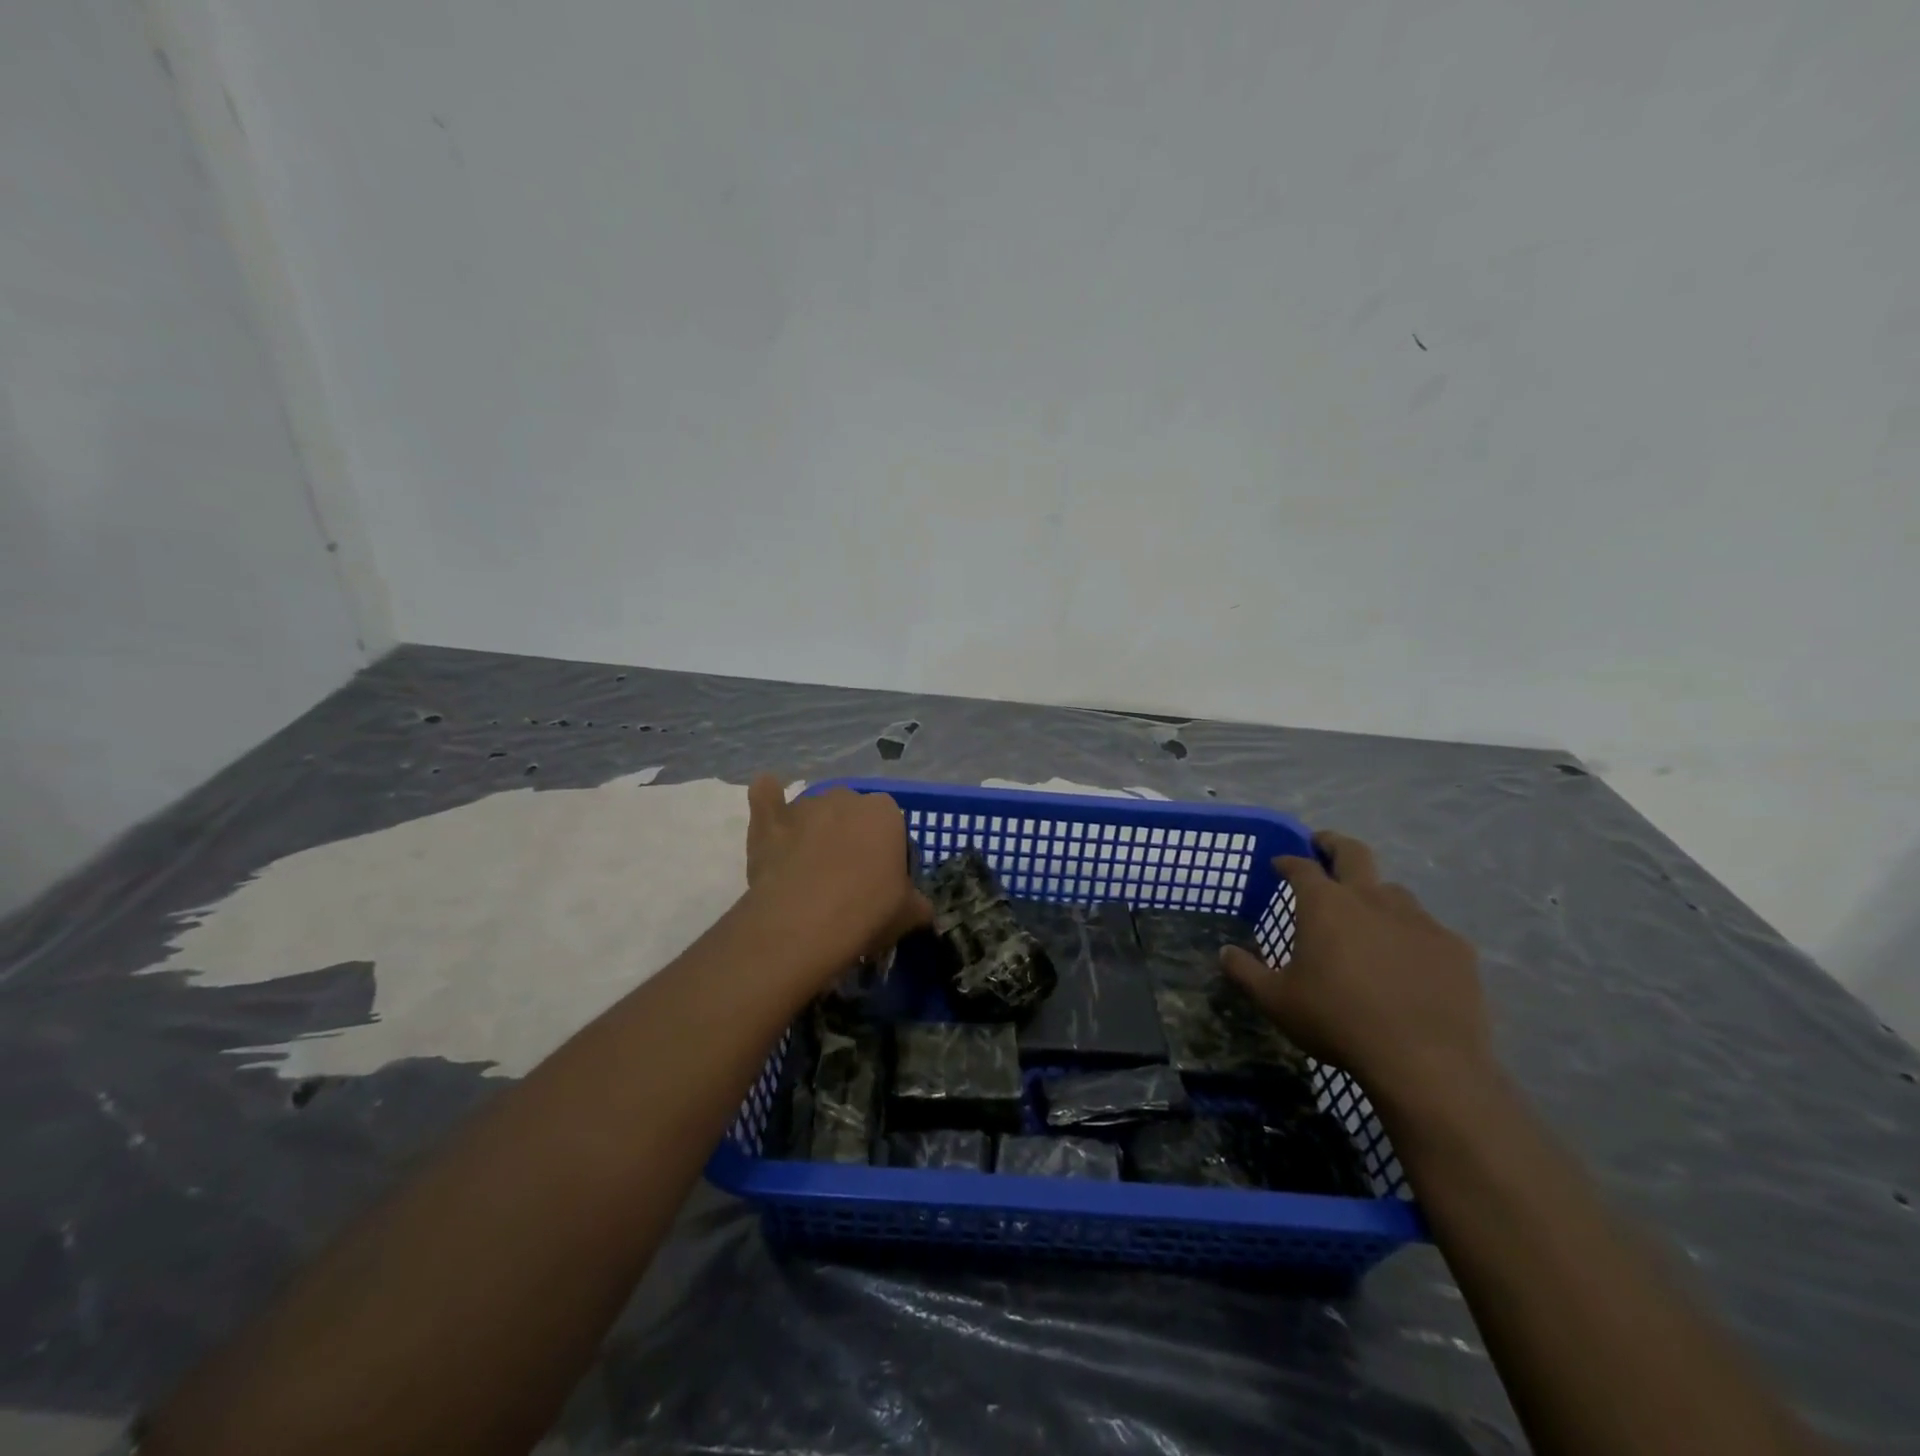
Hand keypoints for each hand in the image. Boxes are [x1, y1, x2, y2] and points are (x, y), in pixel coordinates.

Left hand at [744, 774, 931, 979]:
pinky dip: (769, 799)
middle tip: (850, 881)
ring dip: (817, 830)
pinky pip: (767, 797)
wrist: (802, 925)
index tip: (885, 885)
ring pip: (815, 812)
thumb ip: (918, 903)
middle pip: (854, 816)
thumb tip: (920, 908)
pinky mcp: (769, 820)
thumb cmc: (866, 913)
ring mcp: (804, 806)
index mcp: (886, 812)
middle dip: (854, 839)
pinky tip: (768, 799)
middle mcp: (846, 797)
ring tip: (811, 871)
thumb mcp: (910, 914)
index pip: (894, 828)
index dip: (891, 856)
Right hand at [1220, 831, 1491, 1114]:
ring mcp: (1418, 920)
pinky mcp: (1454, 947)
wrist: (1425, 1061)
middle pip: (1353, 853)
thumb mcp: (1275, 1001)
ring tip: (1368, 916)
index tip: (1279, 863)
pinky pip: (1427, 930)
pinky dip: (1411, 936)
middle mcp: (1371, 898)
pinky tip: (1409, 961)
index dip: (1288, 861)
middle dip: (1333, 844)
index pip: (1301, 867)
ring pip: (1393, 891)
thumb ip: (1245, 972)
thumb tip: (1225, 952)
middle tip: (1323, 845)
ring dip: (1375, 894)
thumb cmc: (1337, 1021)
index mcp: (1325, 905)